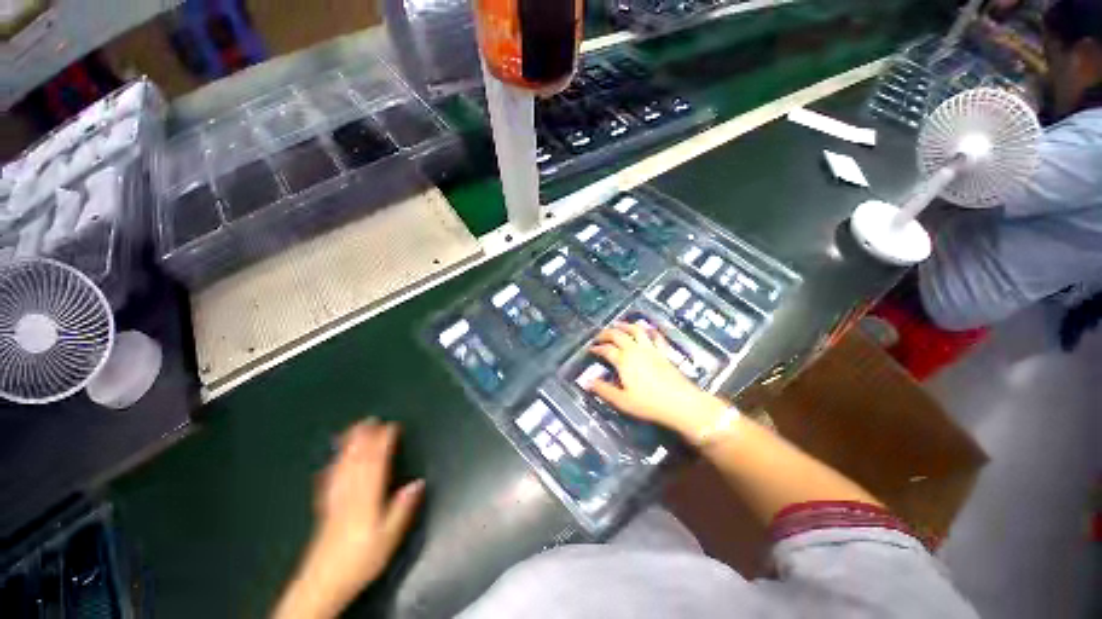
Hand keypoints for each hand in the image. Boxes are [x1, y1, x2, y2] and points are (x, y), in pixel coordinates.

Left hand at [274, 420, 423, 618]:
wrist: (324, 583)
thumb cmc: (362, 559)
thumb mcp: (389, 537)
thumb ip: (403, 509)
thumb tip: (418, 482)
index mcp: (367, 497)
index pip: (377, 463)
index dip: (384, 442)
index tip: (392, 425)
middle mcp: (350, 492)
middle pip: (358, 459)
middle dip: (365, 437)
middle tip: (371, 419)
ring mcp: (335, 498)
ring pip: (343, 465)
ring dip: (349, 444)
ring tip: (353, 429)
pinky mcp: (325, 506)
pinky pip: (329, 478)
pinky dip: (332, 464)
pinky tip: (332, 458)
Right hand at [587, 322, 727, 441]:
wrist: (681, 403)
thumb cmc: (649, 404)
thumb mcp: (622, 401)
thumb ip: (604, 390)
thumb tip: (588, 383)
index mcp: (624, 361)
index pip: (606, 349)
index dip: (597, 348)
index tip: (591, 349)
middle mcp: (636, 350)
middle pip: (618, 335)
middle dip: (606, 333)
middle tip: (600, 335)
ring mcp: (651, 349)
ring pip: (636, 330)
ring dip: (625, 326)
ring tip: (618, 324)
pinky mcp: (663, 352)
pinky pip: (656, 337)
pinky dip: (650, 331)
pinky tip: (648, 330)